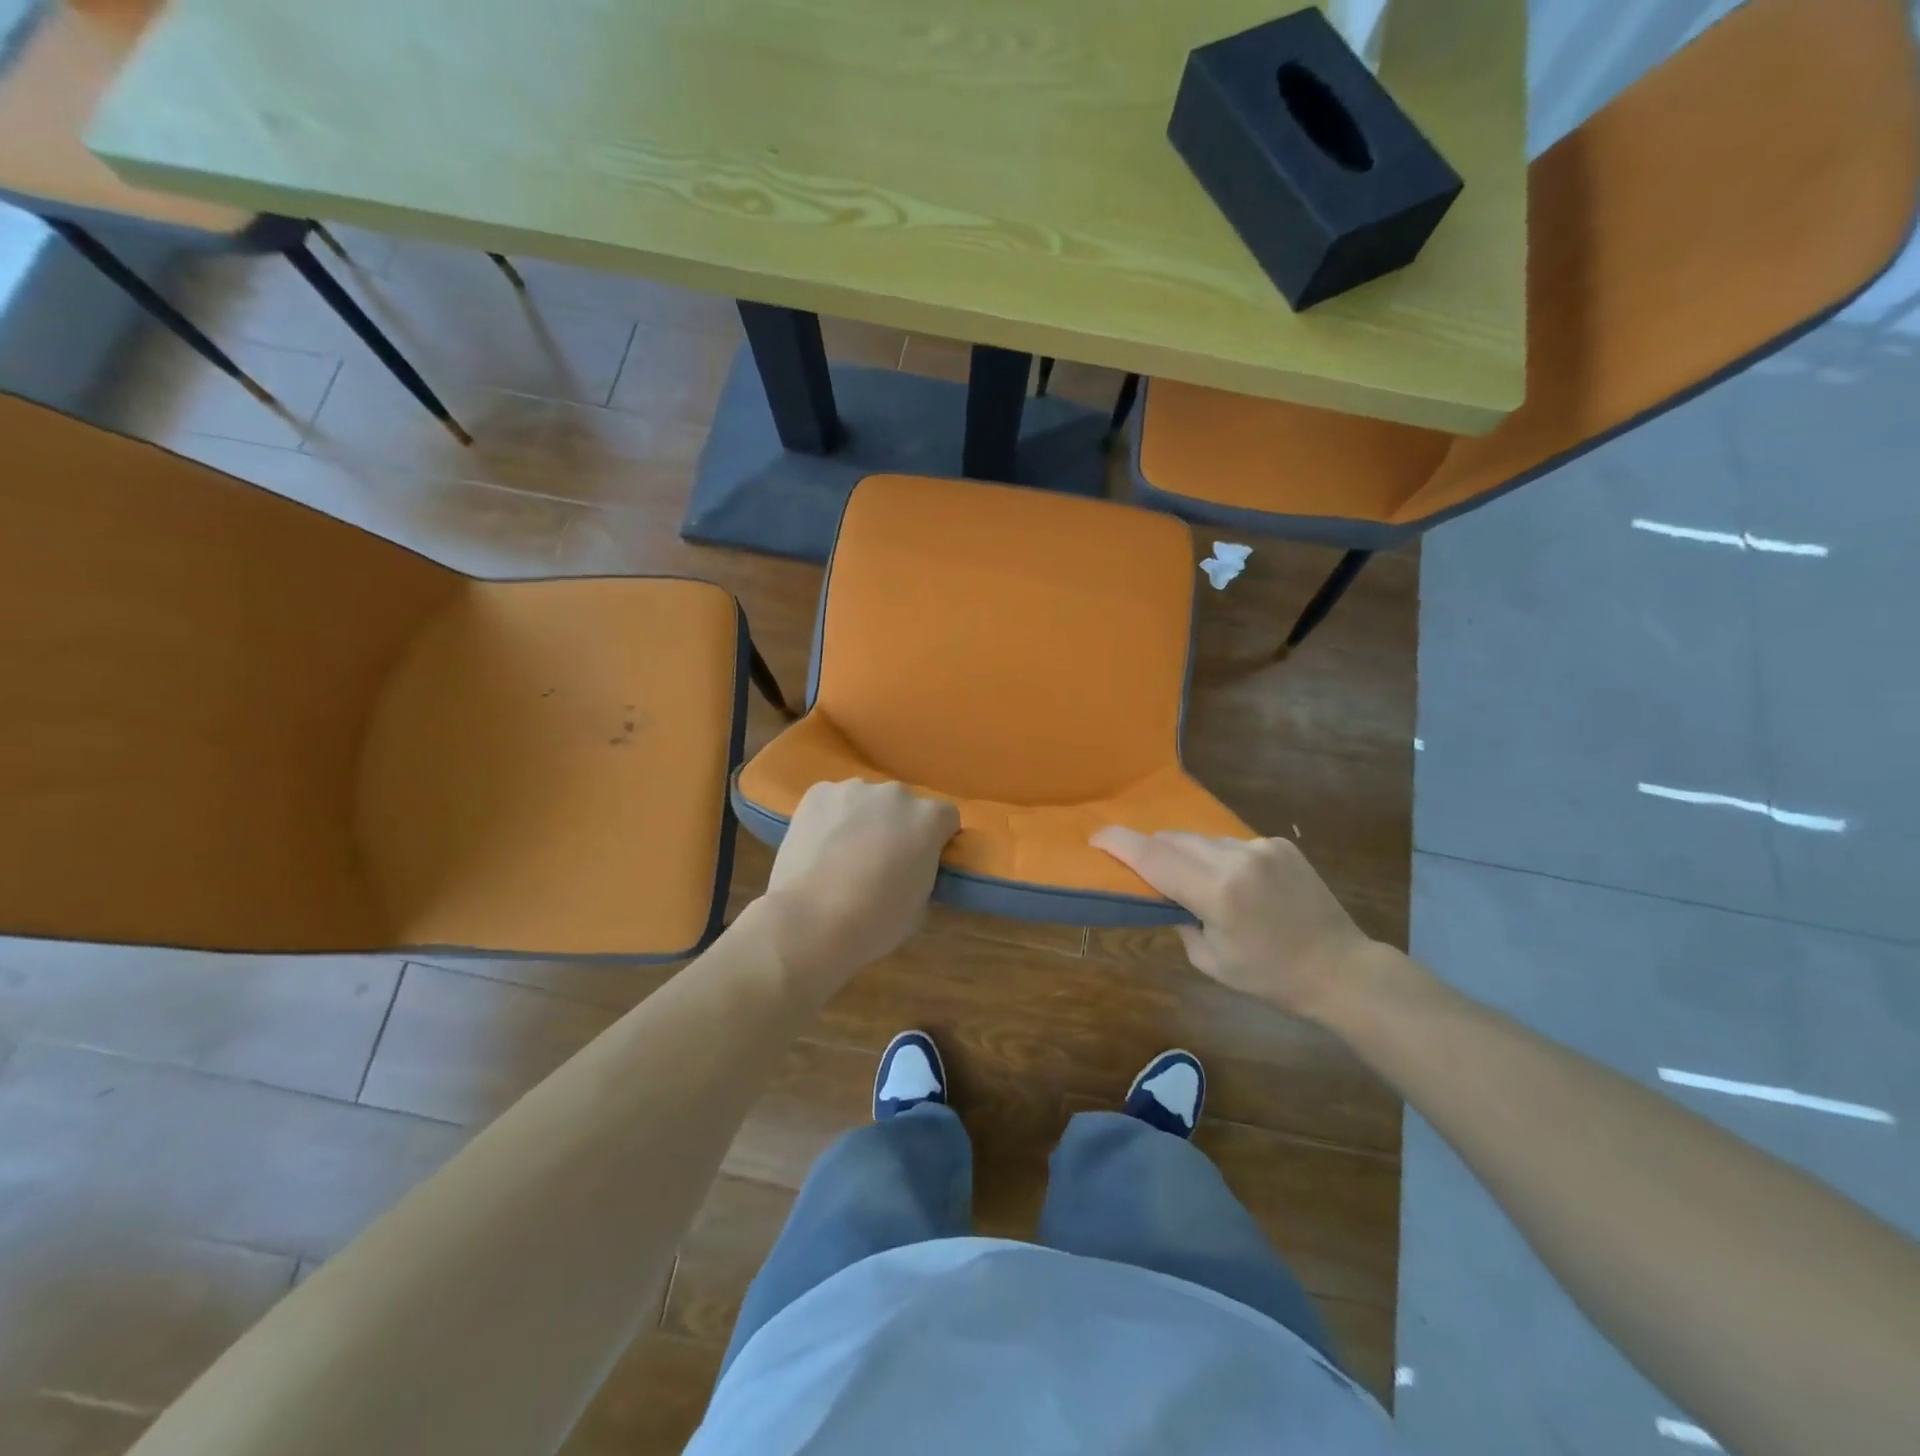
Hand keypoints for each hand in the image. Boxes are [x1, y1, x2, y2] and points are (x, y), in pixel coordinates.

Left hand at [759, 780, 959, 987]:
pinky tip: (819, 846)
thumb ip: (922, 873)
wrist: (810, 921)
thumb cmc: (875, 922)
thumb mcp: (919, 906)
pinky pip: (833, 801)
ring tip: (843, 854)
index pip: (945, 818)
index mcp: (928, 819)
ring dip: (863, 819)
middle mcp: (895, 794)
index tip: (923, 860)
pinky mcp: (818, 793)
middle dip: (898, 826)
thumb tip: (910, 868)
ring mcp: (854, 789)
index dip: (936, 839)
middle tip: (881, 860)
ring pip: (866, 801)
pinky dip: (830, 818)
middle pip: (904, 805)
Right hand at [1091, 828, 1375, 1019]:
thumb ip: (1179, 920)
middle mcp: (1237, 858)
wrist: (1340, 969)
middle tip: (1135, 864)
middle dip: (1149, 848)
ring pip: (1202, 839)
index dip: (1119, 843)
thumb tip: (1165, 895)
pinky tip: (1231, 883)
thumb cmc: (1270, 977)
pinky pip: (1230, 843)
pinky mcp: (1279, 844)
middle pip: (1174, 839)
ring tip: (1188, 880)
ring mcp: (1261, 846)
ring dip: (1185, 853)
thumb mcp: (1210, 961)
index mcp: (1218, 892)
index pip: (1154, 857)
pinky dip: (1217, 858)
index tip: (1095, 837)